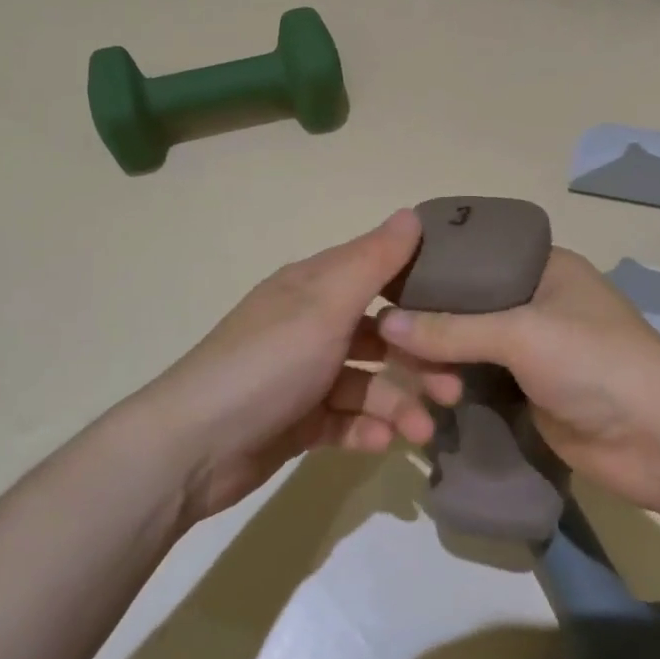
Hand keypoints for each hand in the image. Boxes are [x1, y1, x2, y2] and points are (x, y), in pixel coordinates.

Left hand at [132, 210, 461, 523]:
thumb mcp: (324, 306)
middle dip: (418, 359)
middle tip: (454, 389)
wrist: (195, 445)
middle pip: (378, 334)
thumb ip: (372, 262)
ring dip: (398, 404)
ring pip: (366, 383)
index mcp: (312, 288)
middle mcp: (309, 326)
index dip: (417, 283)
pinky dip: (366, 430)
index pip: (374, 270)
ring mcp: (303, 376)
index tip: (464, 303)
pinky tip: (383, 445)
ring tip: (423, 431)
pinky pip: (344, 420)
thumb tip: (411, 213)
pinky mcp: (297, 420)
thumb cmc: (267, 363)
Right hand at [377, 248, 659, 514]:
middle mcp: (532, 302)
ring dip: (436, 360)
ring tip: (397, 373)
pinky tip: (417, 393)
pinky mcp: (525, 393)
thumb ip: (452, 328)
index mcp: (540, 267)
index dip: (428, 266)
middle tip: (379, 336)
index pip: (471, 255)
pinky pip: (475, 382)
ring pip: (465, 347)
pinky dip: (450, 387)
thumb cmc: (597, 365)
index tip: (380, 281)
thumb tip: (383, 323)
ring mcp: (529, 351)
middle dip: (426, 321)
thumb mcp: (522, 334)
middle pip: (463, 304)